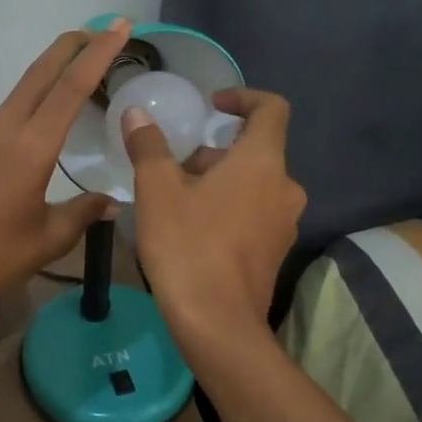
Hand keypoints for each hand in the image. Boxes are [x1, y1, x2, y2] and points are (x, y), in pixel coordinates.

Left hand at [0, 21, 132, 322]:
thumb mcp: (50, 237)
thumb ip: (83, 212)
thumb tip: (111, 203)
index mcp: (30, 147)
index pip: (70, 87)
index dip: (97, 54)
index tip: (118, 27)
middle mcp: (3, 130)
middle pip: (40, 74)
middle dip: (70, 46)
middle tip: (100, 30)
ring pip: (22, 90)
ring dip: (50, 72)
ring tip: (79, 69)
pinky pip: (8, 113)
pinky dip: (33, 100)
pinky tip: (44, 117)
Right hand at [122, 87, 305, 354]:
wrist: (217, 323)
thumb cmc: (187, 245)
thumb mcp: (157, 190)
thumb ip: (148, 146)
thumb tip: (136, 114)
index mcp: (262, 162)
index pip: (271, 109)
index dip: (243, 97)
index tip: (212, 105)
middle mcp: (285, 187)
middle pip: (255, 151)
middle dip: (215, 151)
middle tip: (175, 166)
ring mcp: (284, 223)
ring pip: (253, 184)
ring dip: (219, 180)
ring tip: (177, 200)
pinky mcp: (276, 252)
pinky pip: (255, 213)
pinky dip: (229, 207)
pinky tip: (192, 230)